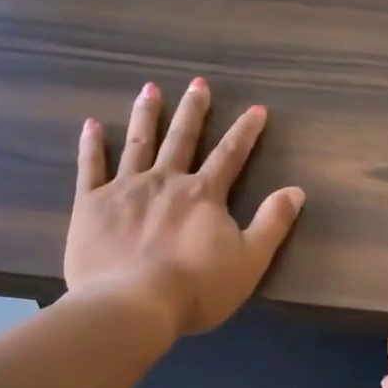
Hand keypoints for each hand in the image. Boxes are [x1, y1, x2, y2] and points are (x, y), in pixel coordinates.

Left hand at [65, 78, 305, 337]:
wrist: (132, 304)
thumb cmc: (197, 287)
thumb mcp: (249, 260)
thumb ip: (273, 223)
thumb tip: (296, 191)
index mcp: (203, 194)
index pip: (230, 155)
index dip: (245, 132)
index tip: (256, 109)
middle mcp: (165, 181)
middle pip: (182, 138)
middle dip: (193, 110)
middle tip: (198, 83)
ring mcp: (125, 189)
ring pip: (139, 143)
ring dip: (147, 115)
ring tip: (150, 89)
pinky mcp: (91, 204)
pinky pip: (91, 167)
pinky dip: (92, 145)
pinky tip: (91, 124)